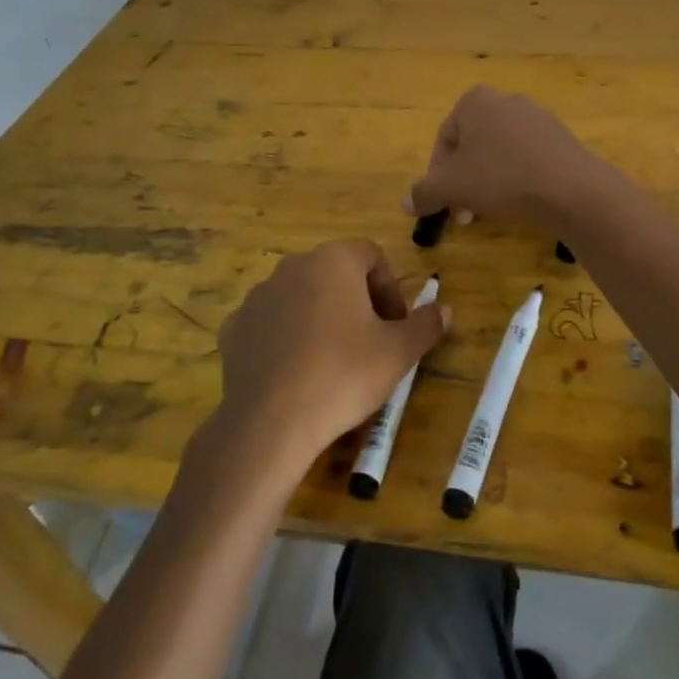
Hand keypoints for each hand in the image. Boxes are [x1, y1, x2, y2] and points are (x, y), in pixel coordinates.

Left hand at [214, 239, 449, 469]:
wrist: (271, 423)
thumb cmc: (344, 374)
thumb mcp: (398, 352)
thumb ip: (425, 325)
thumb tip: (444, 309)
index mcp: (333, 260)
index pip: (371, 255)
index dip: (390, 289)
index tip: (396, 326)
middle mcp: (292, 266)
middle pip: (335, 273)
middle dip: (357, 302)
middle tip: (370, 342)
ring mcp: (258, 296)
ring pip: (302, 296)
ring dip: (321, 317)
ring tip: (332, 360)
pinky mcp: (234, 328)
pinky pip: (271, 322)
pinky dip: (287, 337)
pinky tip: (296, 372)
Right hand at [403, 86, 601, 229]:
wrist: (571, 189)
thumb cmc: (501, 178)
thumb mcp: (451, 187)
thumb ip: (424, 192)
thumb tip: (405, 203)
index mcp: (476, 101)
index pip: (444, 140)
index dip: (436, 176)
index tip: (441, 204)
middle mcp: (506, 101)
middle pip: (472, 147)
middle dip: (463, 183)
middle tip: (463, 215)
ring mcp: (537, 118)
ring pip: (498, 154)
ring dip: (487, 183)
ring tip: (491, 212)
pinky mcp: (560, 139)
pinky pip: (526, 159)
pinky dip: (516, 180)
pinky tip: (520, 204)